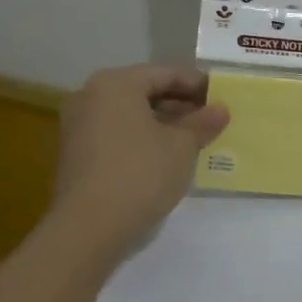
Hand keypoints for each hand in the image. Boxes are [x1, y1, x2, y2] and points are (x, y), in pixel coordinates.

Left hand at [49, 64, 229, 256]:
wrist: (88, 229)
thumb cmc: (140, 173)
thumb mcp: (182, 146)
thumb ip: (203, 122)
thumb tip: (220, 109)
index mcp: (116, 83)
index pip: (167, 73)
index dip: (199, 85)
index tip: (224, 98)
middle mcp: (91, 96)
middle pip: (146, 91)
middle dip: (181, 104)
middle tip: (212, 120)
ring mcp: (79, 125)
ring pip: (132, 113)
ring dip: (164, 123)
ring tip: (195, 140)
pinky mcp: (77, 153)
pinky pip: (118, 133)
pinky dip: (144, 137)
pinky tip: (168, 156)